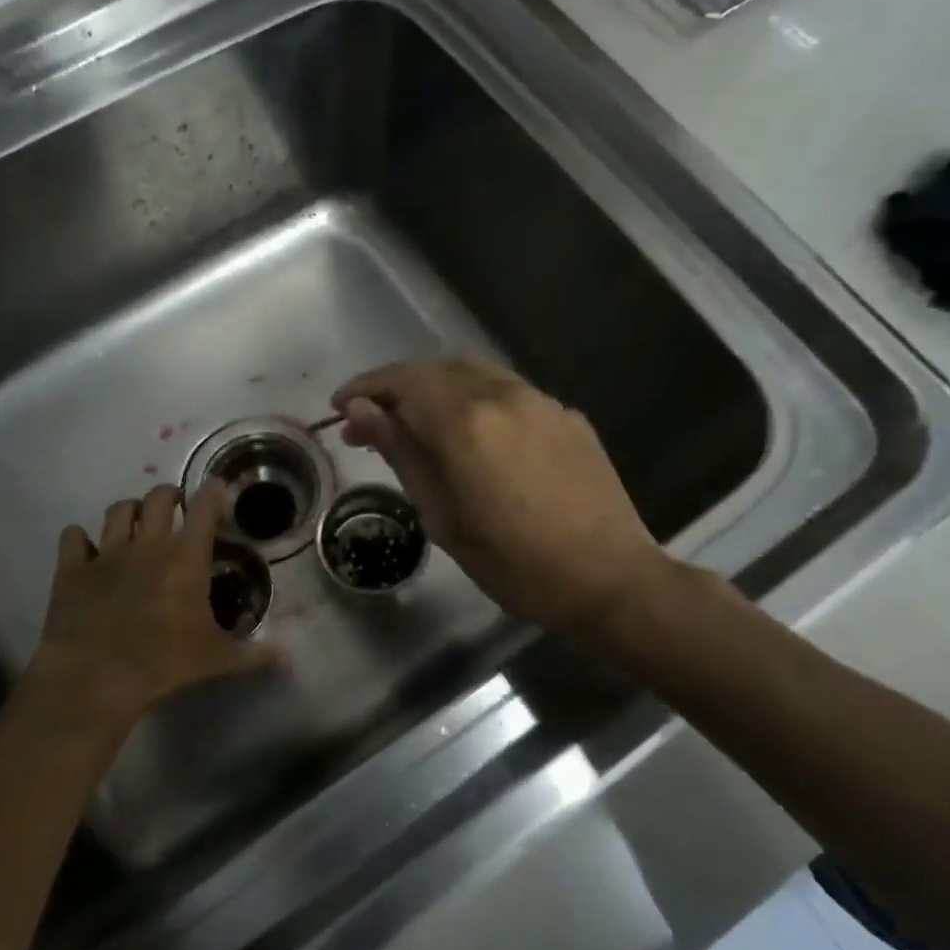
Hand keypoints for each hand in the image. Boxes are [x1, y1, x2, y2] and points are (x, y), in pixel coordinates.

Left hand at [21, 482, 281, 742]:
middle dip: (170, 495)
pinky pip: (73, 537)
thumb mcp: (217, 659)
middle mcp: (148, 544)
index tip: (217, 488)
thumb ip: (253, 654)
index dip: (213, 492)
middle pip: (159, 497)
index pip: (204, 507)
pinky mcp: (72, 569)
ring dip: (130, 510)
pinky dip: (80, 538)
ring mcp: (107, 553)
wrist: (97, 676)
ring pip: (118, 510)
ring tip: (135, 521)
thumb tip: (286, 656)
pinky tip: (86, 548)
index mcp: (186, 557)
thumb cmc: (165, 663)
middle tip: (175, 507)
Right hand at [331, 358, 675, 642]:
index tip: (339, 407)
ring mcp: (541, 401)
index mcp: (465, 422)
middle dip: (396, 387)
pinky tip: (472, 434)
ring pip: (473, 373)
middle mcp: (503, 395)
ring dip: (435, 387)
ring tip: (415, 421)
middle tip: (370, 420)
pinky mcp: (567, 415)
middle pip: (435, 370)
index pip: (401, 384)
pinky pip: (508, 392)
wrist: (610, 579)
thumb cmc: (515, 563)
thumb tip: (359, 412)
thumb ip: (401, 453)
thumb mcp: (442, 516)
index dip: (364, 390)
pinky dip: (474, 399)